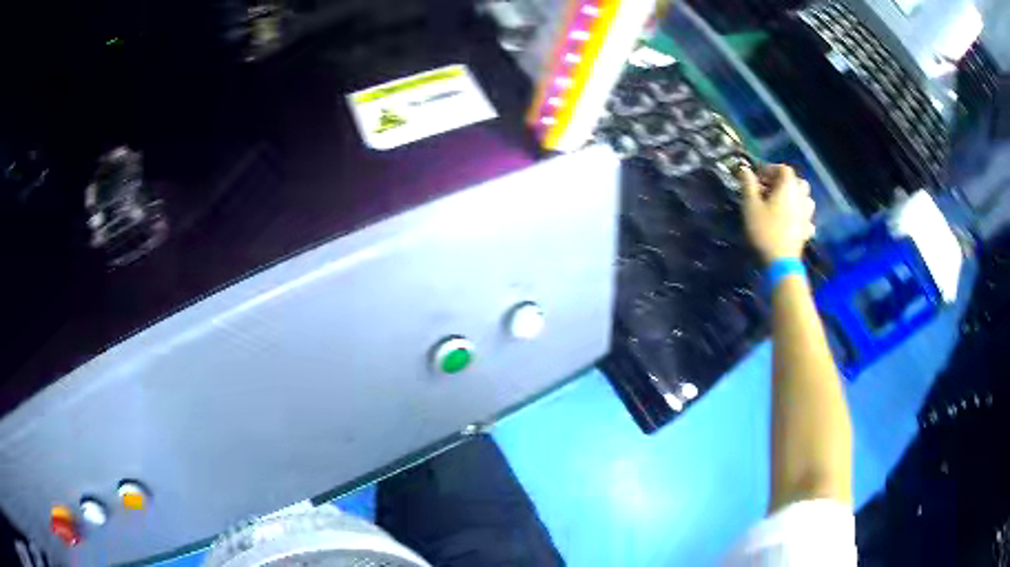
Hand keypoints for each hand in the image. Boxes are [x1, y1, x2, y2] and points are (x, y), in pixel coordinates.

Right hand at [738, 165, 815, 263]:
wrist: (780, 262)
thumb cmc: (764, 230)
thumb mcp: (750, 205)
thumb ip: (748, 184)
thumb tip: (744, 168)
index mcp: (788, 187)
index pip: (783, 168)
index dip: (770, 169)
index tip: (757, 177)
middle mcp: (801, 197)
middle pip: (797, 182)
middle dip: (784, 182)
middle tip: (770, 190)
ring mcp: (807, 215)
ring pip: (804, 199)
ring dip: (794, 197)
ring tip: (782, 204)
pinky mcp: (807, 231)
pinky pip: (806, 218)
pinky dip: (800, 216)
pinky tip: (792, 222)